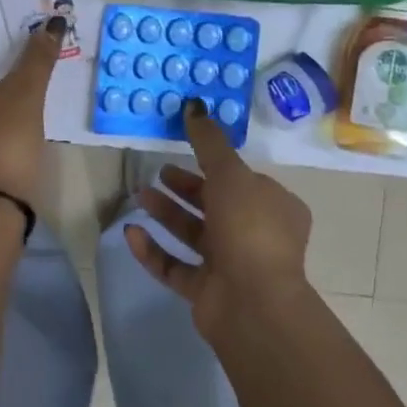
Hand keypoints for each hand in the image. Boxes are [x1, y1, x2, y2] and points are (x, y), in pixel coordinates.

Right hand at [124, 100, 314, 337]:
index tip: (185, 152)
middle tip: (157, 174)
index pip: (244, 181)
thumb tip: (193, 105)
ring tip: (139, 195)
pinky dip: (154, 250)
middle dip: (185, 188)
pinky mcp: (207, 292)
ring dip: (167, 214)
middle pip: (214, 206)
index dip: (215, 166)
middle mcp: (257, 236)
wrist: (252, 302)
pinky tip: (131, 233)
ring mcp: (232, 266)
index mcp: (275, 207)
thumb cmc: (248, 228)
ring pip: (194, 234)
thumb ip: (208, 142)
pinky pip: (176, 266)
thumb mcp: (230, 174)